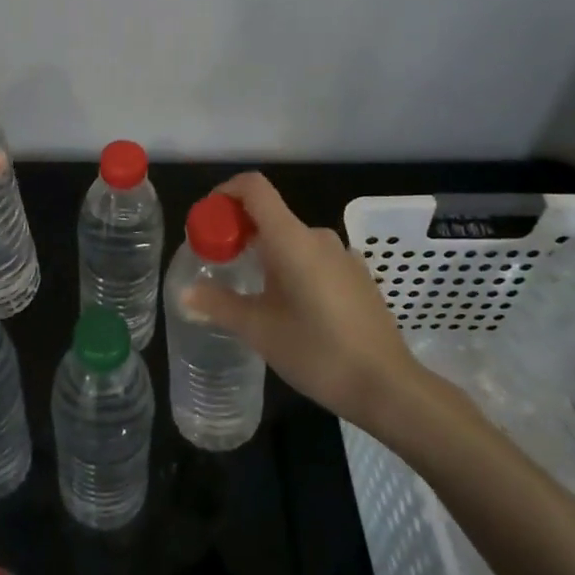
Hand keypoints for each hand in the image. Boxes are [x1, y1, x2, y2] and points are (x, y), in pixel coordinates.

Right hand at [183, 172, 433, 428]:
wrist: (388, 387)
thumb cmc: (318, 352)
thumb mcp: (259, 330)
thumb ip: (219, 305)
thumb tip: (186, 294)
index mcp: (292, 239)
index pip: (254, 188)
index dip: (226, 192)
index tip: (208, 220)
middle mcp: (318, 237)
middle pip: (270, 215)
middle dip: (239, 232)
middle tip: (218, 265)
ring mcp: (343, 256)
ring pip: (292, 240)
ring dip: (266, 254)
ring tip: (250, 291)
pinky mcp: (357, 277)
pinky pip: (314, 258)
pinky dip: (291, 268)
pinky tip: (289, 307)